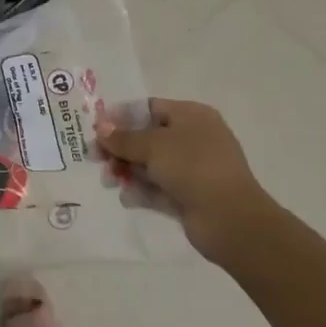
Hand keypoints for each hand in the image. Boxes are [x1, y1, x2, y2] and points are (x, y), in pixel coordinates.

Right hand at [97, 99, 270, 262]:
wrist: (230, 218)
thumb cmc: (193, 167)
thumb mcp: (154, 146)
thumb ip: (124, 138)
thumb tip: (101, 128)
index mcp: (191, 116)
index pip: (150, 108)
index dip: (121, 116)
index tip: (96, 128)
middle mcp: (193, 138)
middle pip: (147, 137)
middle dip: (120, 148)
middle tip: (95, 158)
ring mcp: (193, 169)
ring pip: (151, 165)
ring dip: (127, 170)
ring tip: (109, 181)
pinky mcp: (189, 196)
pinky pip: (159, 189)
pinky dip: (141, 191)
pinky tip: (126, 198)